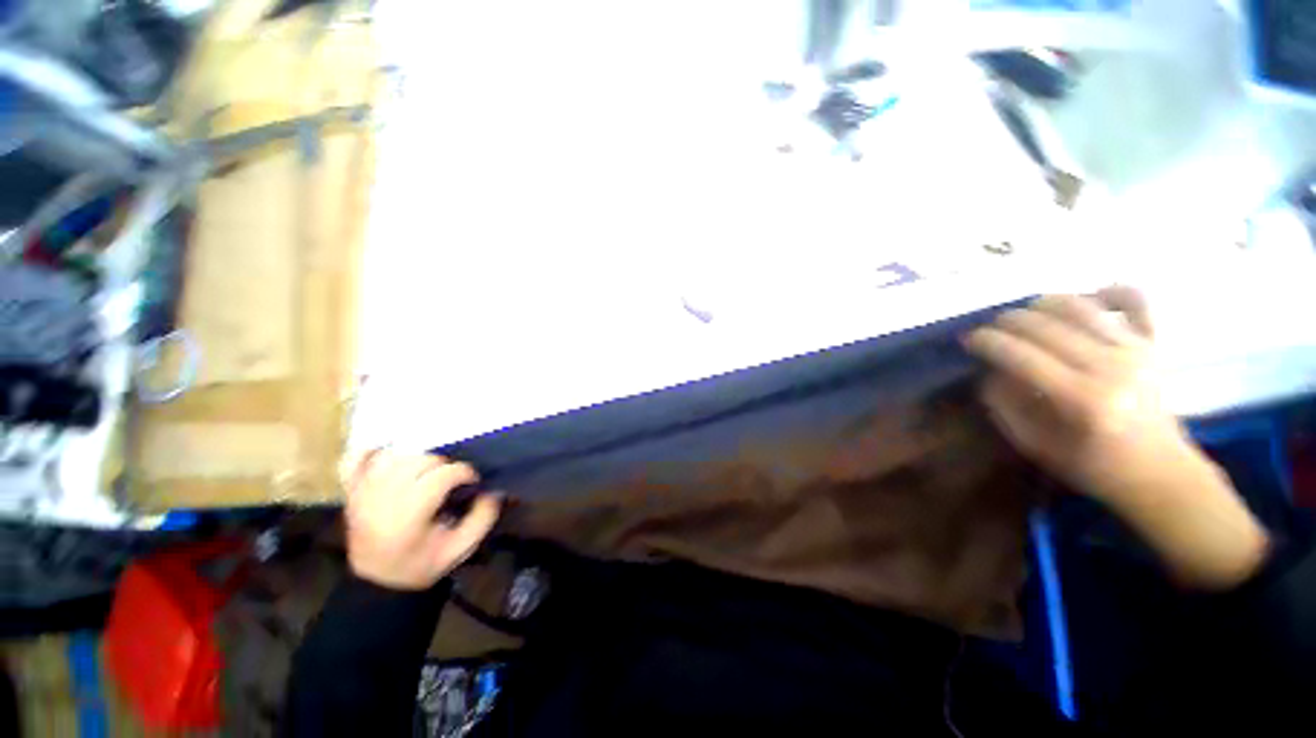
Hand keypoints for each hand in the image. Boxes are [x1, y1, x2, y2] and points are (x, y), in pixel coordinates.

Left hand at [341, 450, 501, 589]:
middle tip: (450, 477)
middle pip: (417, 462)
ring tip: (428, 469)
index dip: (463, 472)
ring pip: (391, 457)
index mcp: (408, 520)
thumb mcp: (460, 549)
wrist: (379, 583)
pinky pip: (353, 462)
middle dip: (442, 464)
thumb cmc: (422, 564)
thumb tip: (494, 489)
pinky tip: (391, 452)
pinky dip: (371, 451)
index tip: (472, 480)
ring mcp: (361, 496)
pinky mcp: (350, 493)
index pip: (440, 477)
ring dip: (415, 456)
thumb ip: (483, 518)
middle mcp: (380, 503)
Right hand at [962, 287, 1187, 503]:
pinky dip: (1108, 291)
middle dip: (1006, 321)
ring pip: (1079, 305)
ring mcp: (1135, 350)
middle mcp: (1110, 367)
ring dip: (1041, 304)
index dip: (987, 342)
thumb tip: (989, 369)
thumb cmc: (1091, 465)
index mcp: (1080, 400)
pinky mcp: (1152, 344)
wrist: (1159, 472)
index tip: (968, 340)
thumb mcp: (1034, 445)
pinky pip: (1134, 300)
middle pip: (1045, 325)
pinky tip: (1087, 298)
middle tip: (990, 331)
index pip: (1020, 355)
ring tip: (1024, 316)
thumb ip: (1004, 404)